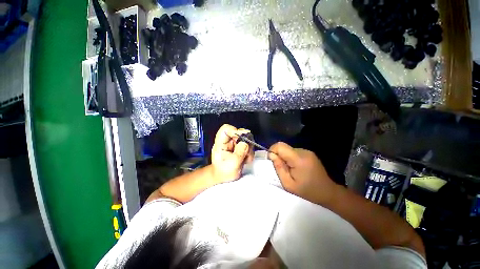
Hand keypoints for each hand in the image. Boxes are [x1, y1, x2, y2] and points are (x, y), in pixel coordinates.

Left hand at [211, 124, 253, 182]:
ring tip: (246, 159)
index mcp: (221, 143)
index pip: (226, 129)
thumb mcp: (233, 163)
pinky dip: (249, 153)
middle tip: (247, 152)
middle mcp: (227, 141)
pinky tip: (246, 160)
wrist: (223, 178)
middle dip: (245, 142)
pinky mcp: (239, 148)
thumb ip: (240, 152)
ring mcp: (234, 144)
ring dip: (248, 149)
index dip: (235, 130)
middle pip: (239, 133)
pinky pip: (247, 146)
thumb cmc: (223, 172)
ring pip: (245, 139)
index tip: (243, 139)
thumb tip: (246, 142)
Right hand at [268, 142, 336, 204]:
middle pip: (284, 147)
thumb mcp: (288, 184)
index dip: (272, 151)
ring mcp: (307, 151)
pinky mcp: (309, 153)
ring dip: (285, 157)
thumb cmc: (307, 191)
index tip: (272, 161)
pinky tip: (296, 167)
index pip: (280, 146)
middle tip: (282, 168)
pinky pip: (294, 152)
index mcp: (298, 159)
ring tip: (290, 169)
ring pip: (288, 149)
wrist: (328, 192)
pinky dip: (290, 157)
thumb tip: (271, 155)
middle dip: (279, 155)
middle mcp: (303, 151)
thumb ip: (279, 167)